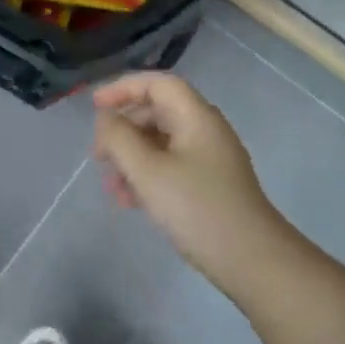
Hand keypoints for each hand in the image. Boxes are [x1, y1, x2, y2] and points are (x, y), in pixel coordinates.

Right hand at [93, 72, 287, 289]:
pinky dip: (146, 176)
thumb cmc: (195, 207)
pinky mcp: (209, 185)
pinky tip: (129, 201)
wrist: (250, 259)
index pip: (158, 84)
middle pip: (157, 112)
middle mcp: (205, 131)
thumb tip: (106, 119)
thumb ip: (119, 138)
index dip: (123, 88)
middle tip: (98, 155)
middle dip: (123, 130)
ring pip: (161, 143)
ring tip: (110, 187)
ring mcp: (210, 159)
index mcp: (196, 117)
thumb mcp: (147, 171)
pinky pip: (170, 167)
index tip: (94, 106)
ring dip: (131, 158)